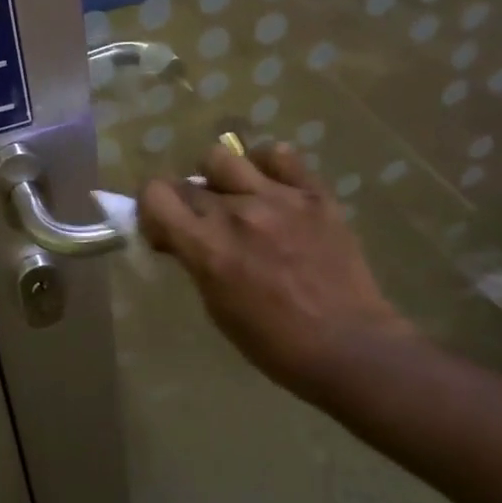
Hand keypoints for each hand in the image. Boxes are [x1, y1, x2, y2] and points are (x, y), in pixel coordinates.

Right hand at [139, 143, 418, 404]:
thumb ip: (195, 260)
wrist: (350, 347)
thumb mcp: (217, 307)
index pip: (155, 194)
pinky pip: (279, 156)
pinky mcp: (314, 194)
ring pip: (224, 158)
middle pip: (188, 183)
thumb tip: (180, 235)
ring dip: (219, 179)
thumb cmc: (274, 343)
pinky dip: (266, 166)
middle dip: (186, 204)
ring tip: (235, 199)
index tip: (164, 228)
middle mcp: (237, 213)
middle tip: (203, 226)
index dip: (151, 208)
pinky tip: (271, 189)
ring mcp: (278, 198)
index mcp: (208, 247)